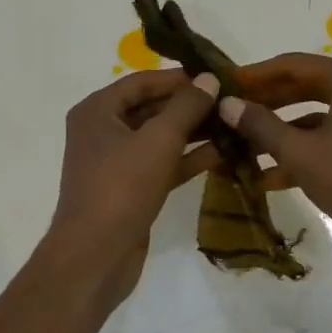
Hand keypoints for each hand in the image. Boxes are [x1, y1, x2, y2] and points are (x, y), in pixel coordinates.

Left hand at [43, 68, 219, 303]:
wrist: (95, 256)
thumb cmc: (121, 188)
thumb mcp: (158, 140)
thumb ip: (186, 106)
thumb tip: (209, 79)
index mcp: (97, 111)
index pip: (142, 81)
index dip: (179, 77)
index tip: (217, 76)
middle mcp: (103, 131)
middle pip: (152, 108)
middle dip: (191, 105)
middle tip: (232, 100)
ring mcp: (117, 163)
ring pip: (160, 138)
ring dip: (195, 132)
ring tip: (235, 123)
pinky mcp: (132, 189)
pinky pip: (163, 164)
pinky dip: (189, 158)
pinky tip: (225, 152)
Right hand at [217, 53, 331, 272]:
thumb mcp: (300, 153)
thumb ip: (261, 126)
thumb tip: (227, 104)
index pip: (295, 65)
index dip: (258, 74)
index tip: (228, 83)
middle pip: (308, 88)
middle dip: (269, 103)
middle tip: (235, 113)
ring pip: (320, 118)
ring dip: (284, 132)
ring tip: (246, 148)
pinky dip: (307, 152)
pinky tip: (273, 177)